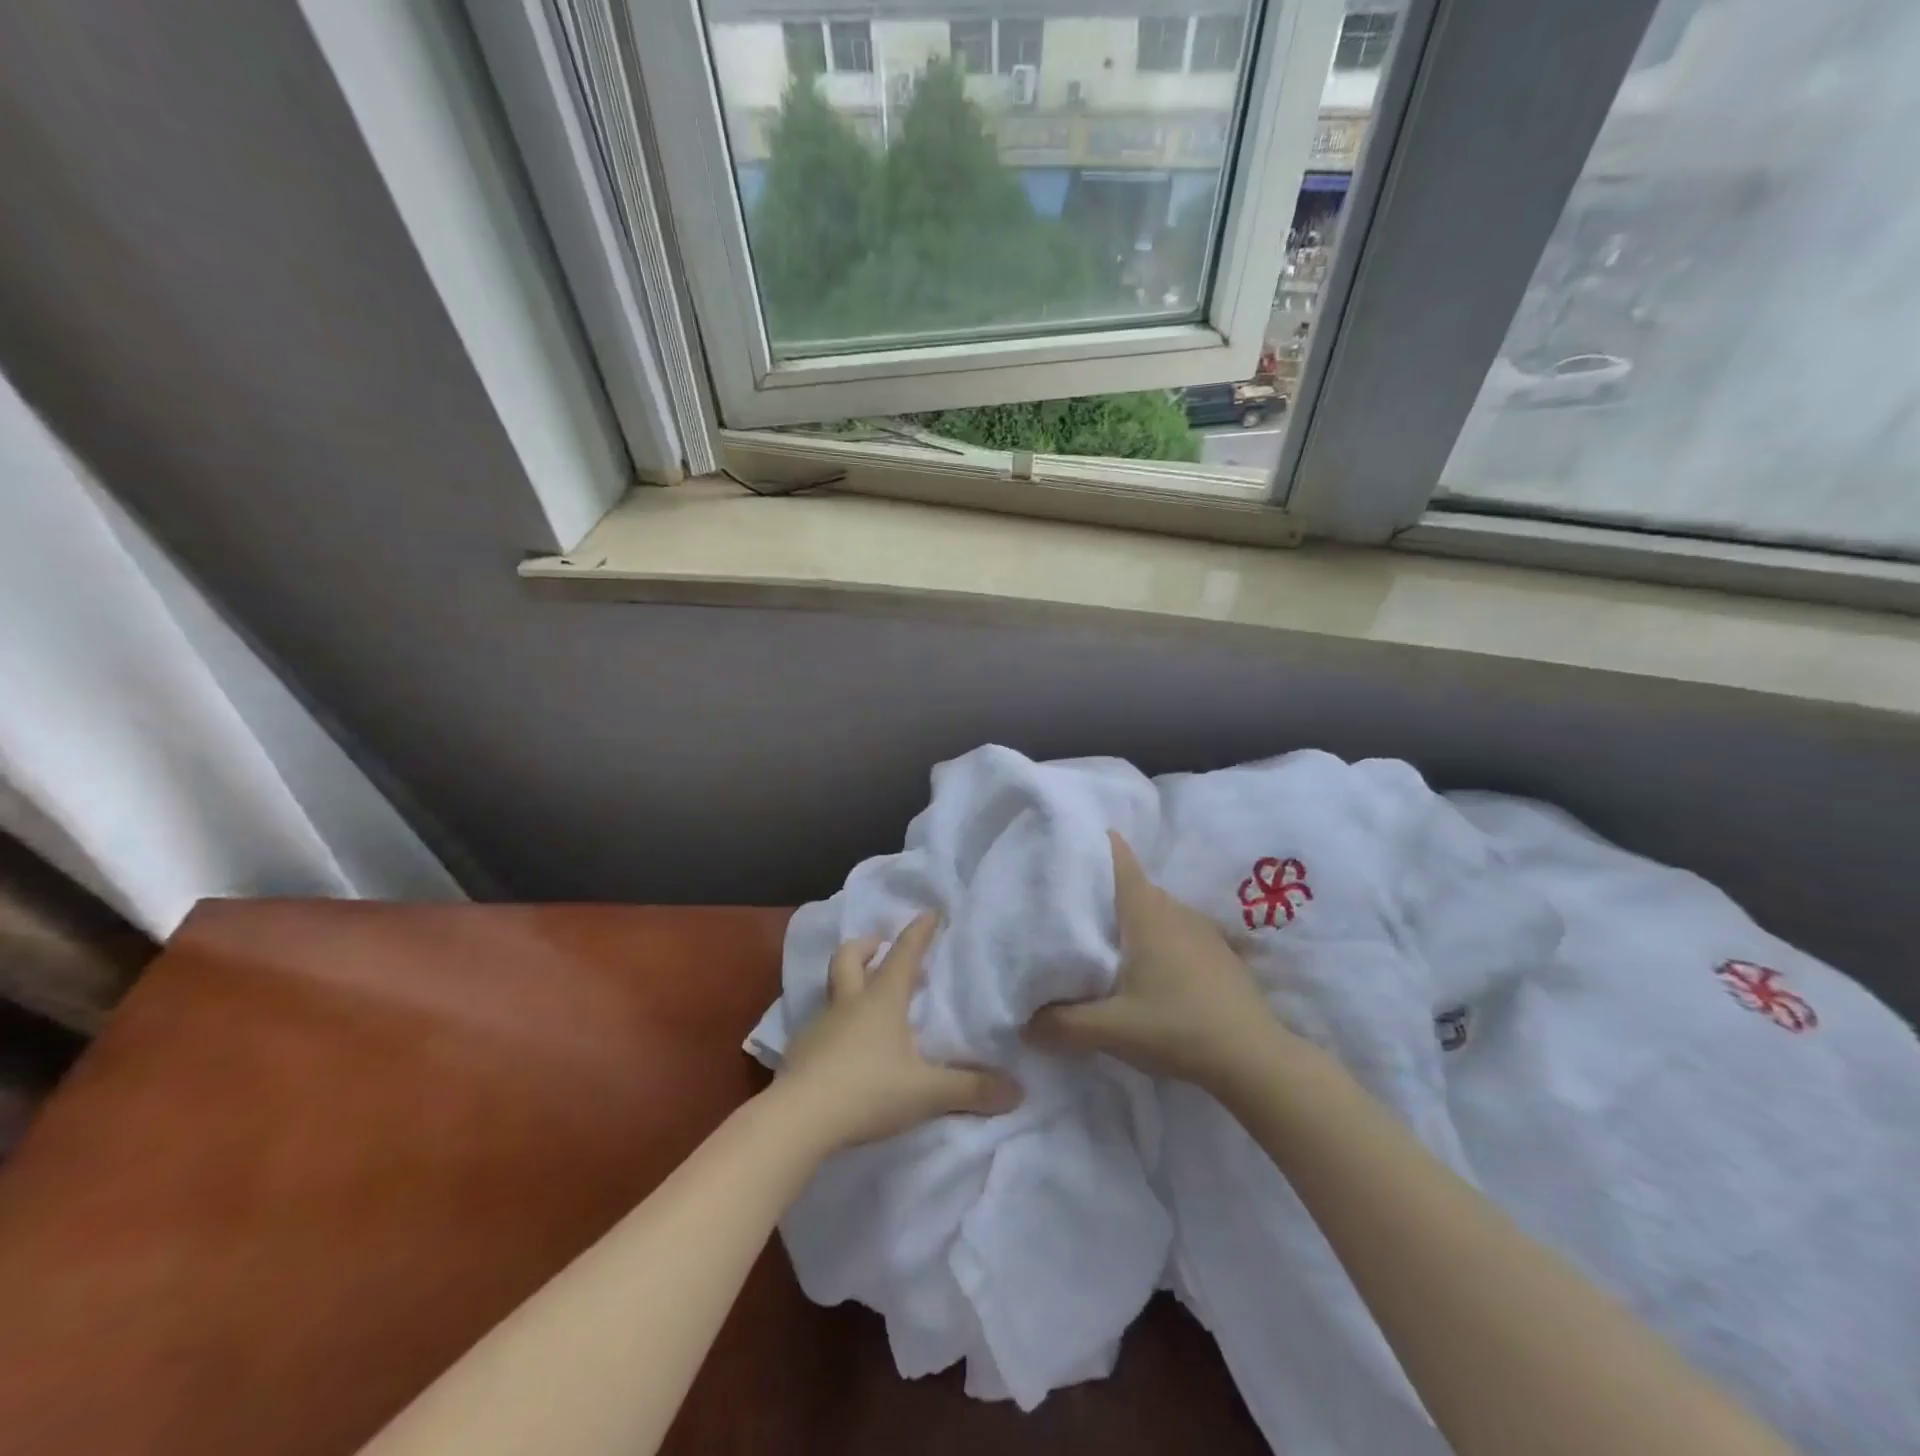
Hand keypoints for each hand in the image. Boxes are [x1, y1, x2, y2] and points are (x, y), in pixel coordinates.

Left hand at [773, 911, 1022, 1153]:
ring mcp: (821, 1025)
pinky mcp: (802, 1051)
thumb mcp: (927, 1092)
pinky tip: (846, 1047)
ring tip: (868, 999)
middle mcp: (850, 1002)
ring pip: (833, 988)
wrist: (798, 1119)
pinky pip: (822, 1024)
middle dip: (868, 945)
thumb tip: (1017, 1091)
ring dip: (850, 982)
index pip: (905, 953)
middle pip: (851, 957)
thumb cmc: (868, 1090)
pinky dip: (836, 1023)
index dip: (920, 931)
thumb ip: (971, 1090)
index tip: (931, 912)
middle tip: (882, 947)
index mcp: (882, 999)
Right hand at [1026, 831, 1293, 1091]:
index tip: (1068, 842)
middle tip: (1070, 903)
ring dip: (1131, 916)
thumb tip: (1024, 1022)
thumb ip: (1062, 1024)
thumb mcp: (1111, 1030)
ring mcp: (1201, 929)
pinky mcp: (1218, 952)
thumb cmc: (1177, 1028)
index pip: (1120, 858)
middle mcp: (1174, 909)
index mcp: (1146, 913)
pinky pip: (1176, 929)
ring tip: (1104, 936)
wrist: (1254, 1058)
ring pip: (1156, 909)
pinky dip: (1156, 936)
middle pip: (1133, 885)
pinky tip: (1148, 966)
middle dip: (1104, 889)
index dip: (1094, 844)